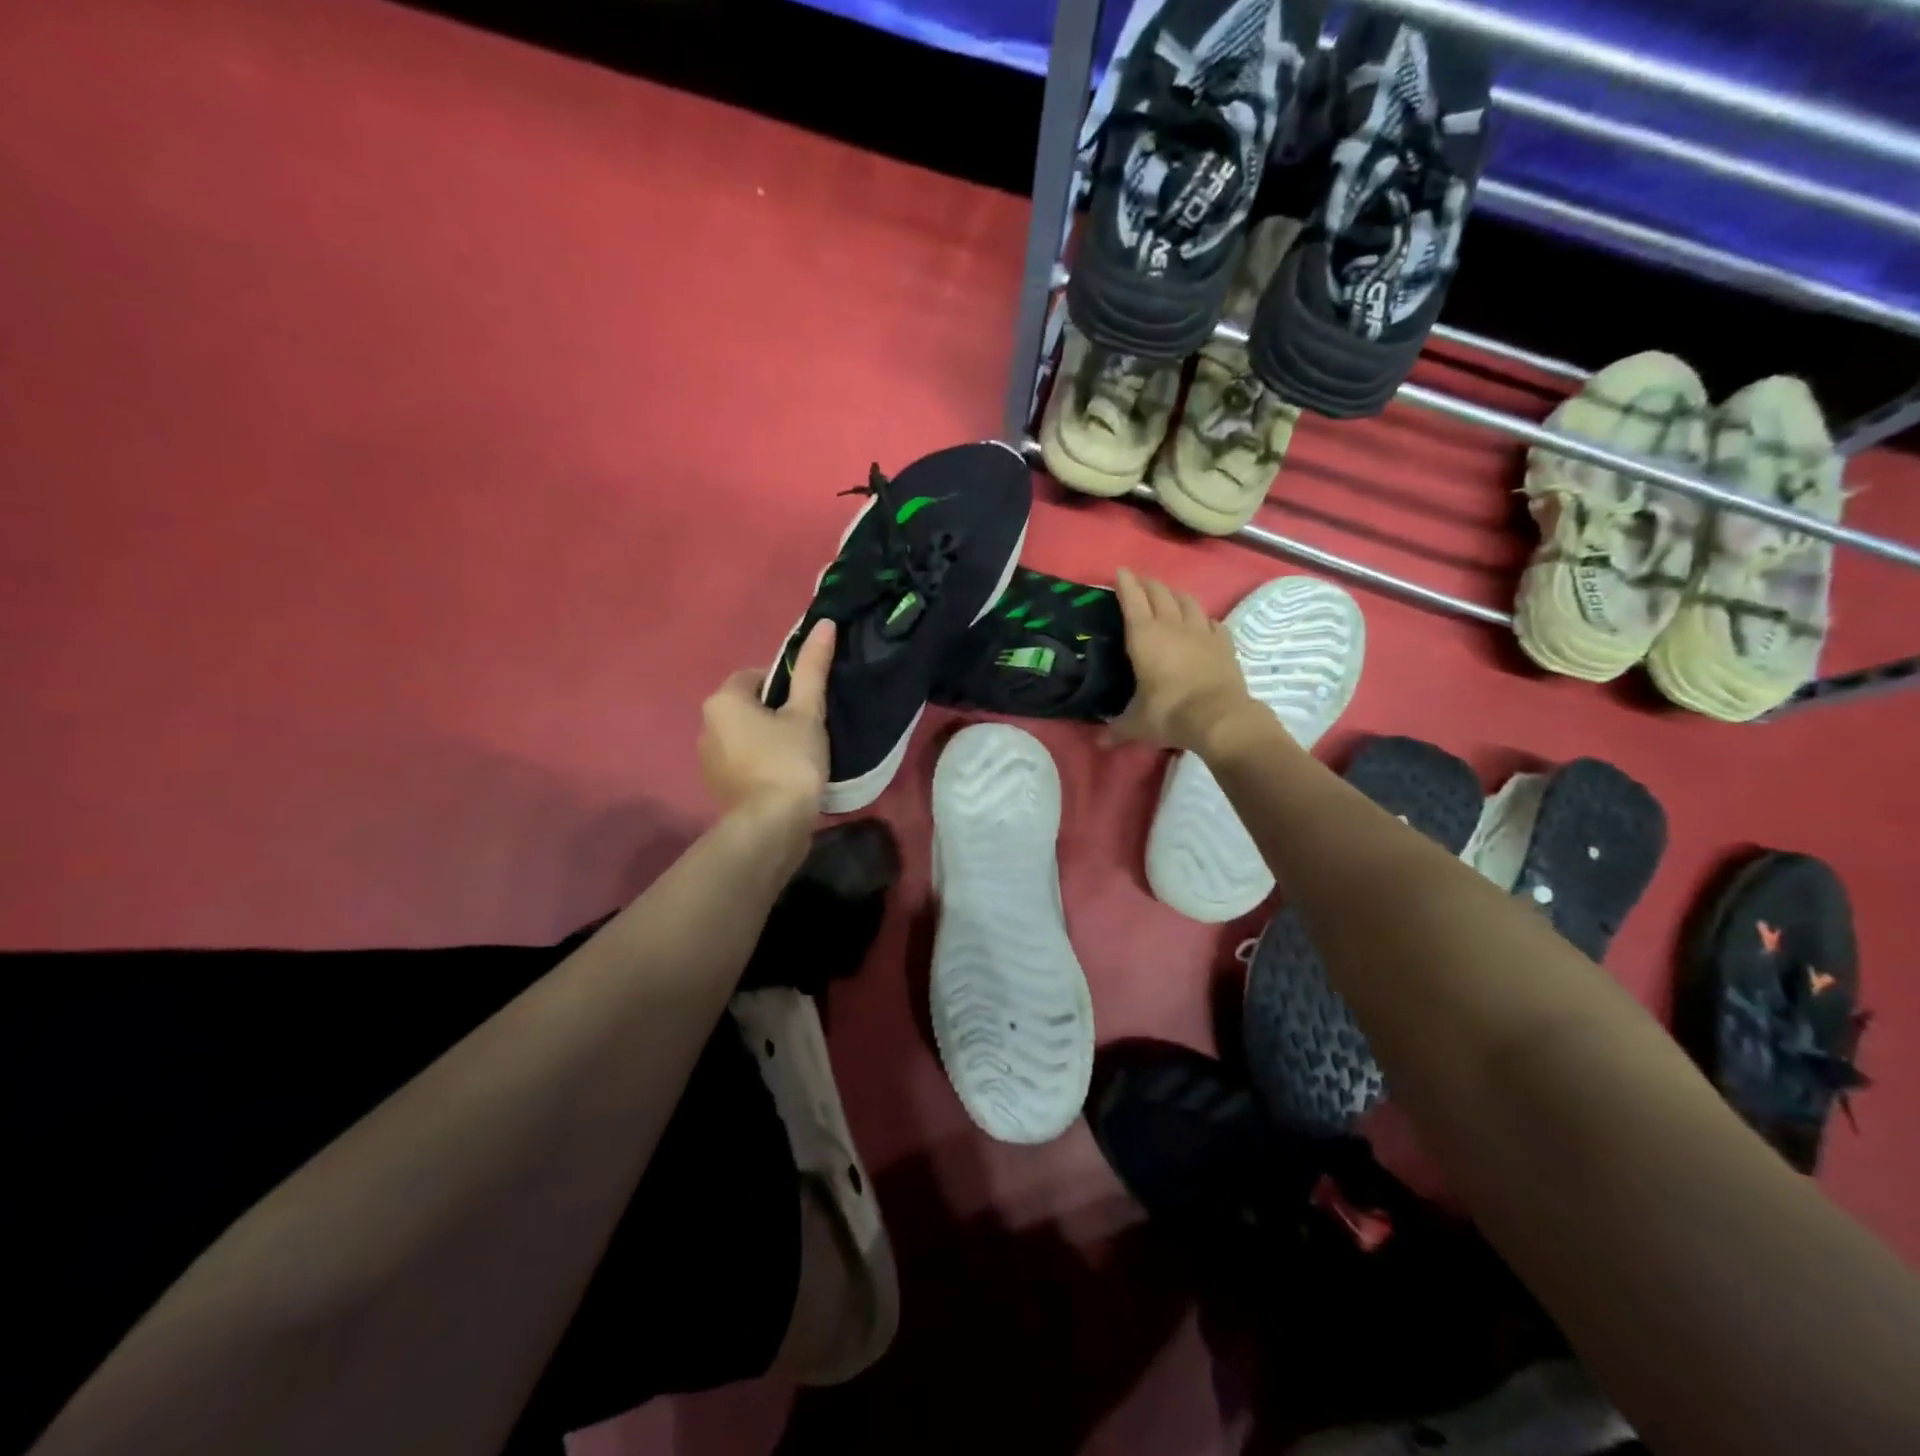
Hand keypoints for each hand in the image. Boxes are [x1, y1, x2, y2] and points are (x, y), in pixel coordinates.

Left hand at [699, 619, 834, 812]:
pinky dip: (759, 763)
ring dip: (766, 739)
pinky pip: (740, 761)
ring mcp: (707, 759)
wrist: (771, 825)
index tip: (808, 704)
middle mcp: (705, 725)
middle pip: (747, 706)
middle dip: (774, 713)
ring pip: (743, 735)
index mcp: (722, 700)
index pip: (755, 675)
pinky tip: (783, 777)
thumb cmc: (790, 761)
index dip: (786, 685)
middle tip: (807, 729)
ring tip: (798, 755)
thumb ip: (812, 669)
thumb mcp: (807, 712)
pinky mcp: (716, 786)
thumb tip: (824, 623)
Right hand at [1105, 568, 1255, 753]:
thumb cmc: (1169, 713)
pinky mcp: (1224, 643)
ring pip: (1187, 601)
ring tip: (1169, 595)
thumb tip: (1100, 744)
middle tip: (1140, 581)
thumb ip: (1118, 729)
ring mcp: (1201, 632)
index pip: (1132, 600)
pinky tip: (1203, 623)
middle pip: (1160, 593)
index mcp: (1144, 637)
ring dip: (1175, 594)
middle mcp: (1172, 626)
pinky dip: (1204, 619)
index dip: (1125, 583)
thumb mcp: (1137, 724)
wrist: (1219, 717)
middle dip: (1148, 583)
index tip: (1120, 571)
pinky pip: (1212, 622)